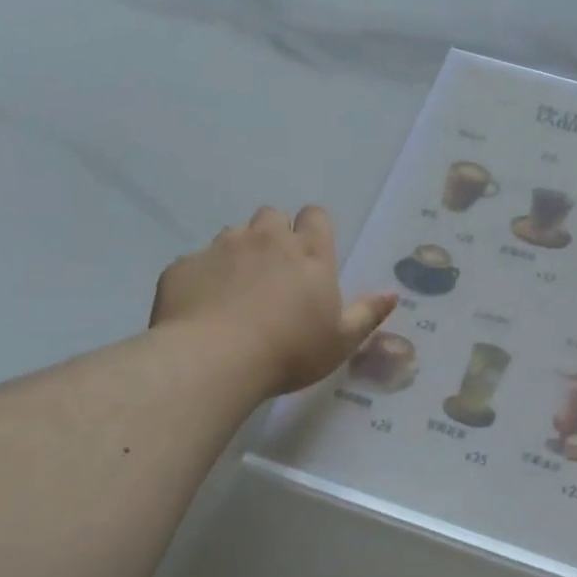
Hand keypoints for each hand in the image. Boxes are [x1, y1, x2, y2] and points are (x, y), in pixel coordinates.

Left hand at [151, 207, 397, 396]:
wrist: (213, 360)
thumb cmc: (290, 351)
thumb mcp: (341, 340)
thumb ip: (367, 313)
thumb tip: (392, 294)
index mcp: (309, 253)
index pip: (315, 215)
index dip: (314, 228)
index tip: (312, 253)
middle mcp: (266, 239)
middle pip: (272, 216)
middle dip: (275, 234)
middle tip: (275, 272)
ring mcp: (221, 248)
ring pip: (234, 234)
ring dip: (240, 252)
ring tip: (238, 290)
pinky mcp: (184, 266)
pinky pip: (197, 262)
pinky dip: (204, 277)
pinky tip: (205, 307)